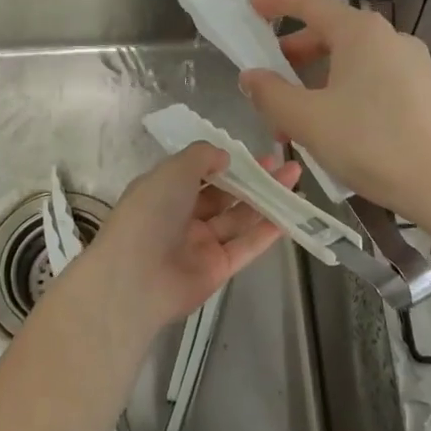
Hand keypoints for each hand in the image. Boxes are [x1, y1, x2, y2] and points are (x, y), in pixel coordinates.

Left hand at [83, 144, 300, 332]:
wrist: (136, 278)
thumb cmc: (150, 213)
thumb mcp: (173, 170)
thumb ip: (202, 157)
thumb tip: (225, 156)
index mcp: (165, 190)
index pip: (199, 172)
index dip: (227, 162)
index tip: (253, 153)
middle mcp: (182, 216)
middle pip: (224, 194)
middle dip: (252, 178)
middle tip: (283, 164)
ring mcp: (201, 244)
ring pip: (239, 217)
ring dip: (266, 198)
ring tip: (295, 178)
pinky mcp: (218, 268)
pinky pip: (246, 245)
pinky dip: (267, 230)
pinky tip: (289, 213)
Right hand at [240, 0, 430, 227]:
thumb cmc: (372, 144)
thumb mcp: (308, 120)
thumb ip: (271, 94)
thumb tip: (251, 76)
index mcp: (360, 33)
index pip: (309, 3)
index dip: (275, 2)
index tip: (250, 6)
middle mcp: (389, 38)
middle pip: (329, 34)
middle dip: (292, 56)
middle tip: (266, 82)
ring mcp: (411, 65)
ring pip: (350, 63)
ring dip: (315, 83)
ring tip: (293, 121)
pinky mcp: (423, 92)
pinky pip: (371, 81)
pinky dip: (342, 94)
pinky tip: (332, 131)